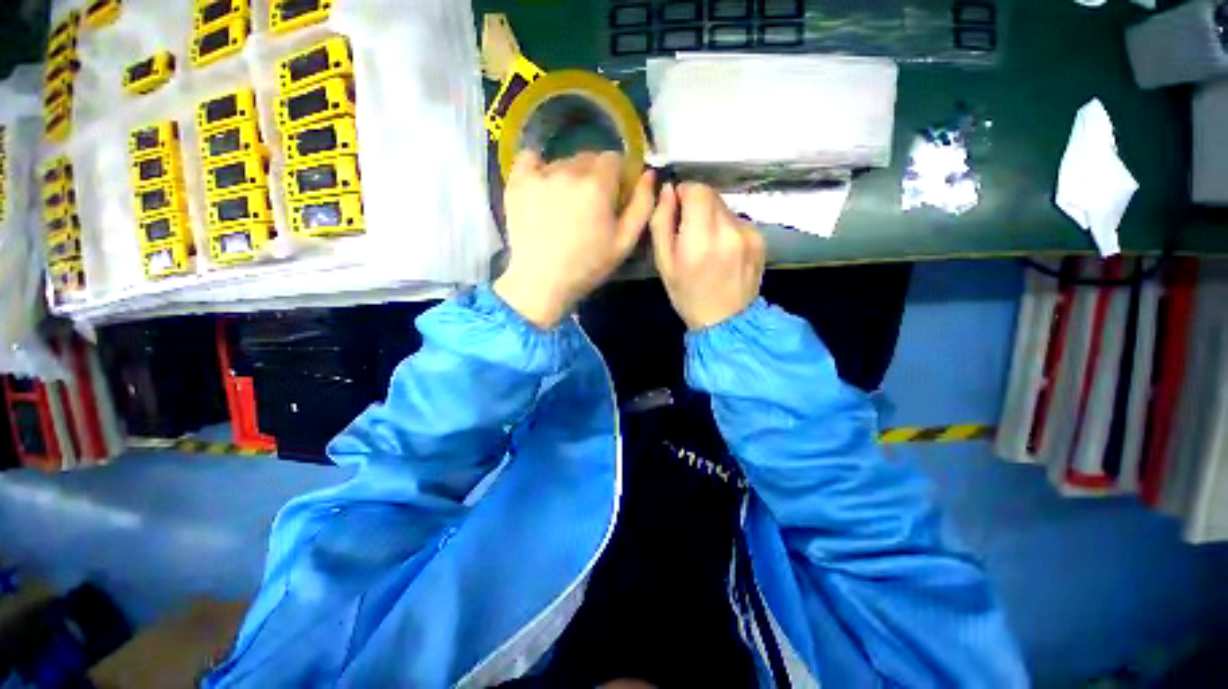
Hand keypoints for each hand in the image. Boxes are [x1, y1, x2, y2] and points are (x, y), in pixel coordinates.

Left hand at [494, 151, 654, 327]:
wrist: (542, 282)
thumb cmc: (587, 267)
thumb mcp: (624, 243)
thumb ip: (642, 206)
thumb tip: (648, 174)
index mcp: (597, 186)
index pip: (613, 159)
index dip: (617, 176)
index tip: (613, 196)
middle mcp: (569, 171)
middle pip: (588, 158)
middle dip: (594, 176)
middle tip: (589, 205)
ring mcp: (540, 175)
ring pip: (562, 162)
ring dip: (569, 176)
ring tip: (564, 206)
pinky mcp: (517, 182)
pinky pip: (530, 159)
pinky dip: (538, 168)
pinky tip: (543, 187)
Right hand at [650, 182, 765, 329]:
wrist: (726, 321)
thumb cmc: (688, 295)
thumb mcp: (663, 264)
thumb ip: (661, 223)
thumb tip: (667, 190)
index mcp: (700, 240)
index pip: (697, 190)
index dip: (684, 193)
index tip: (677, 208)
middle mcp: (729, 231)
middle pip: (712, 195)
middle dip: (696, 205)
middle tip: (689, 231)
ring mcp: (749, 234)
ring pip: (725, 207)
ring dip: (712, 217)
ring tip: (707, 245)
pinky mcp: (760, 239)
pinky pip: (737, 220)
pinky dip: (726, 228)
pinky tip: (723, 251)